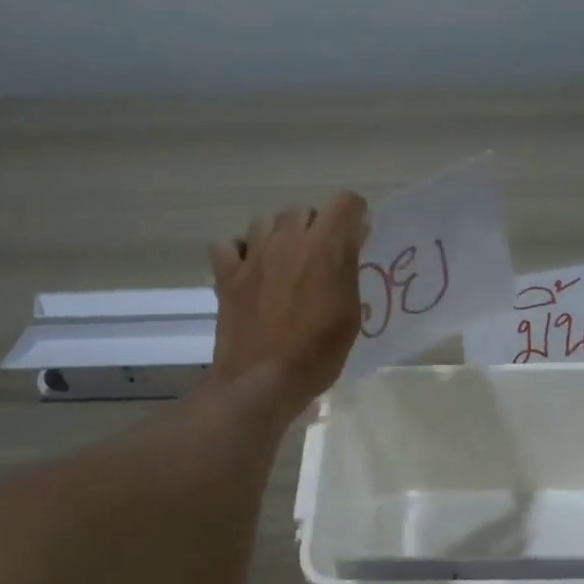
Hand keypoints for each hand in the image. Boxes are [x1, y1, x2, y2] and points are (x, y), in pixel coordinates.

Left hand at [209, 192, 369, 417]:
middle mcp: (287, 240)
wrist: (263, 381)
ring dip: (279, 236)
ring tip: (285, 264)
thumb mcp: (349, 314)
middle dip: (316, 227)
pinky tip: (250, 270)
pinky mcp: (226, 274)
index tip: (357, 237)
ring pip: (265, 222)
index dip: (354, 216)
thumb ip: (349, 268)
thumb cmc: (317, 353)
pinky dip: (240, 251)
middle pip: (303, 211)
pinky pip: (228, 244)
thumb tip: (353, 236)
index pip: (345, 202)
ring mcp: (252, 255)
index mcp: (324, 248)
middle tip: (320, 260)